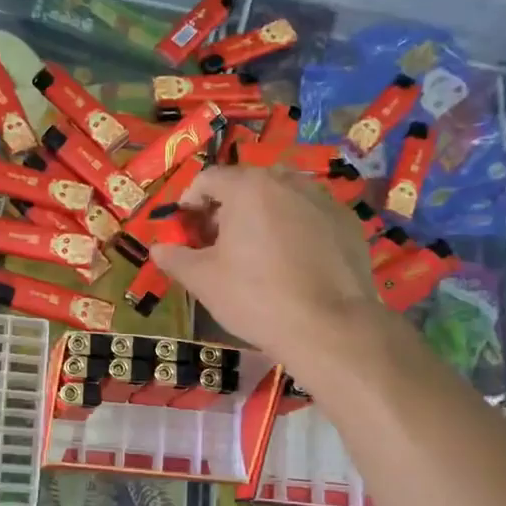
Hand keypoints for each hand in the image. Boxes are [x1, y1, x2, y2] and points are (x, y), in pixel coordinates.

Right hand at [151, 165, 383, 368]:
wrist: (329, 326)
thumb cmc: (256, 298)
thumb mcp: (204, 281)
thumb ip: (176, 259)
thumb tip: (157, 249)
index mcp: (248, 188)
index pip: (209, 178)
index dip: (190, 200)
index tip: (186, 227)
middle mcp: (288, 182)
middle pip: (248, 183)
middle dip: (228, 206)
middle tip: (218, 241)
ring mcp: (323, 199)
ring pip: (283, 196)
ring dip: (263, 214)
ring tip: (257, 250)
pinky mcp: (348, 222)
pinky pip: (311, 214)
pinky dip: (295, 227)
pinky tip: (292, 262)